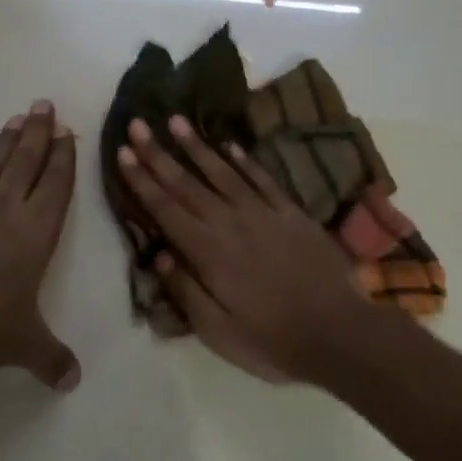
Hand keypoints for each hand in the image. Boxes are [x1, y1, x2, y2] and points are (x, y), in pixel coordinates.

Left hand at [0, 102, 80, 390]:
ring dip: (5, 141)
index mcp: (36, 231)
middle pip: (26, 161)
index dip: (64, 157)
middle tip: (44, 105)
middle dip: (38, 132)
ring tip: (16, 119)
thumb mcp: (24, 344)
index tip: (68, 132)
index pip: (57, 185)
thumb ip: (50, 358)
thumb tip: (72, 382)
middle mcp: (5, 209)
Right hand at [116, 114, 371, 382]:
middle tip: (137, 125)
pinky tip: (229, 144)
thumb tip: (158, 255)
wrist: (339, 332)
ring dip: (197, 146)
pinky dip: (243, 160)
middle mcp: (231, 223)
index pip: (166, 209)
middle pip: (187, 183)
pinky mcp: (291, 213)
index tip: (123, 153)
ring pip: (222, 172)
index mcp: (208, 252)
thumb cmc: (272, 340)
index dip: (142, 181)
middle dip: (159, 154)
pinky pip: (261, 179)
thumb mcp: (218, 331)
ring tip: (176, 120)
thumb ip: (186, 290)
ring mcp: (264, 213)